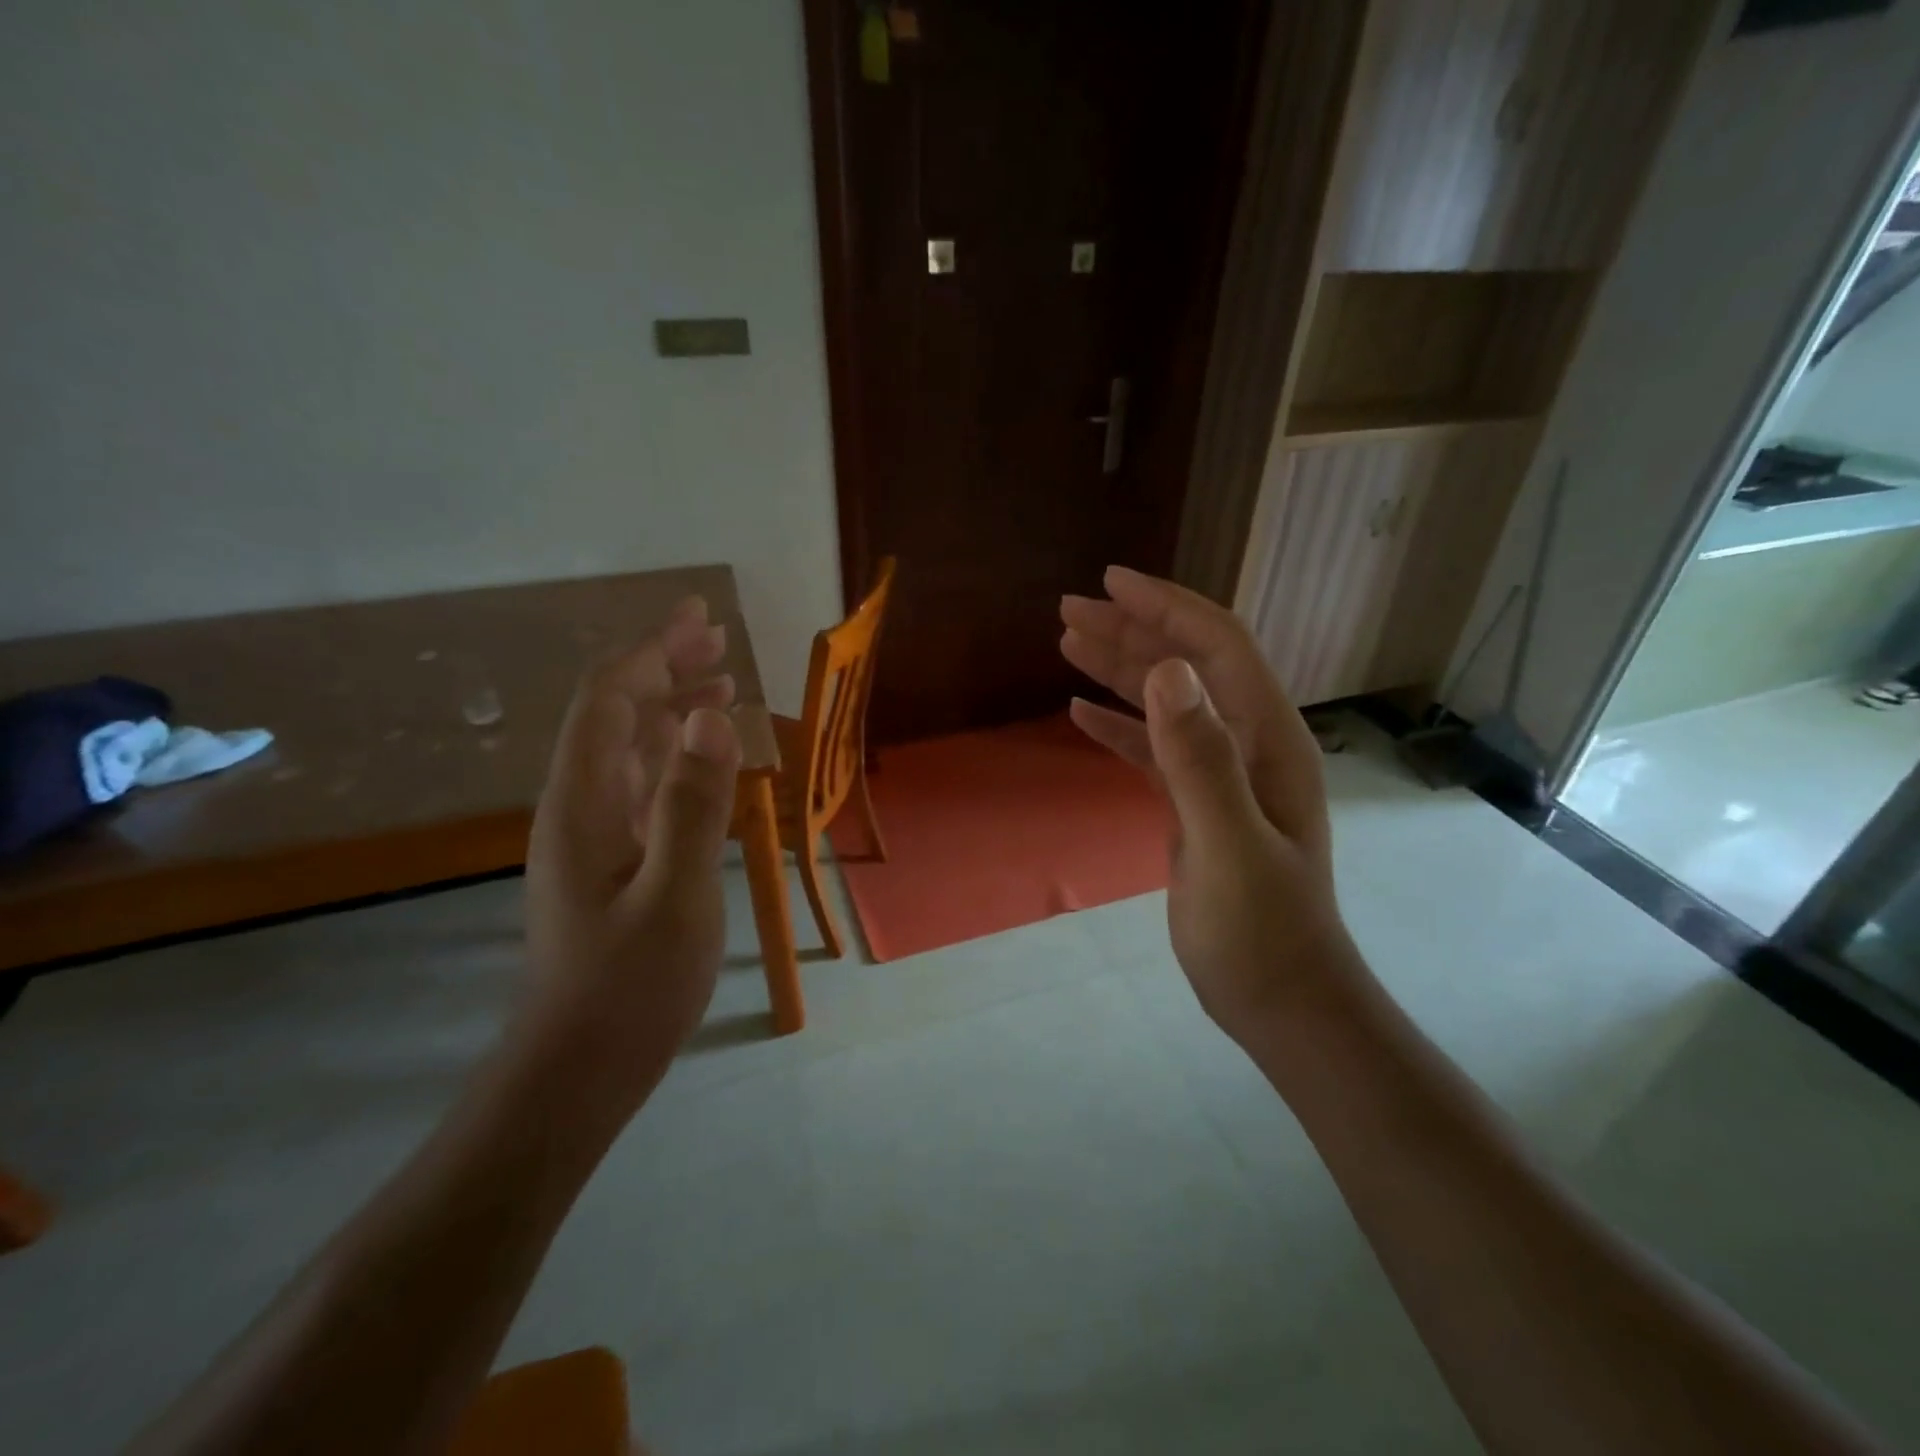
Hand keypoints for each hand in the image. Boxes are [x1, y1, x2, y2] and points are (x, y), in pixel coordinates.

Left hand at [520, 597, 741, 1119]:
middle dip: (664, 669)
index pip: (610, 701)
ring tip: (722, 686)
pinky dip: (674, 754)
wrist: (579, 1067)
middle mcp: (579, 805)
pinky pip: (640, 783)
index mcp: (584, 802)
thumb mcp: (677, 896)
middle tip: (720, 642)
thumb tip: (713, 717)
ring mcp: (592, 834)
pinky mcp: (609, 860)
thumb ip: (693, 804)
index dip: (652, 652)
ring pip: (628, 748)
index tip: (700, 619)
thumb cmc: (630, 988)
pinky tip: (704, 758)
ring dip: (672, 708)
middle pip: (616, 714)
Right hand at [1061, 567, 1366, 1044]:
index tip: (1110, 582)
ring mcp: (1222, 775)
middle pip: (1187, 665)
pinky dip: (1118, 726)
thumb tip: (1167, 670)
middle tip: (1068, 610)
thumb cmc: (1260, 931)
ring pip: (1166, 703)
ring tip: (1067, 643)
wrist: (1281, 1000)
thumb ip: (1199, 758)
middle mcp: (1247, 744)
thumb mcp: (1227, 843)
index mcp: (1266, 739)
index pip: (1218, 646)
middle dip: (1131, 630)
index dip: (1166, 607)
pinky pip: (1153, 750)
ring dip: (1119, 670)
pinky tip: (1080, 713)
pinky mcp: (1197, 805)